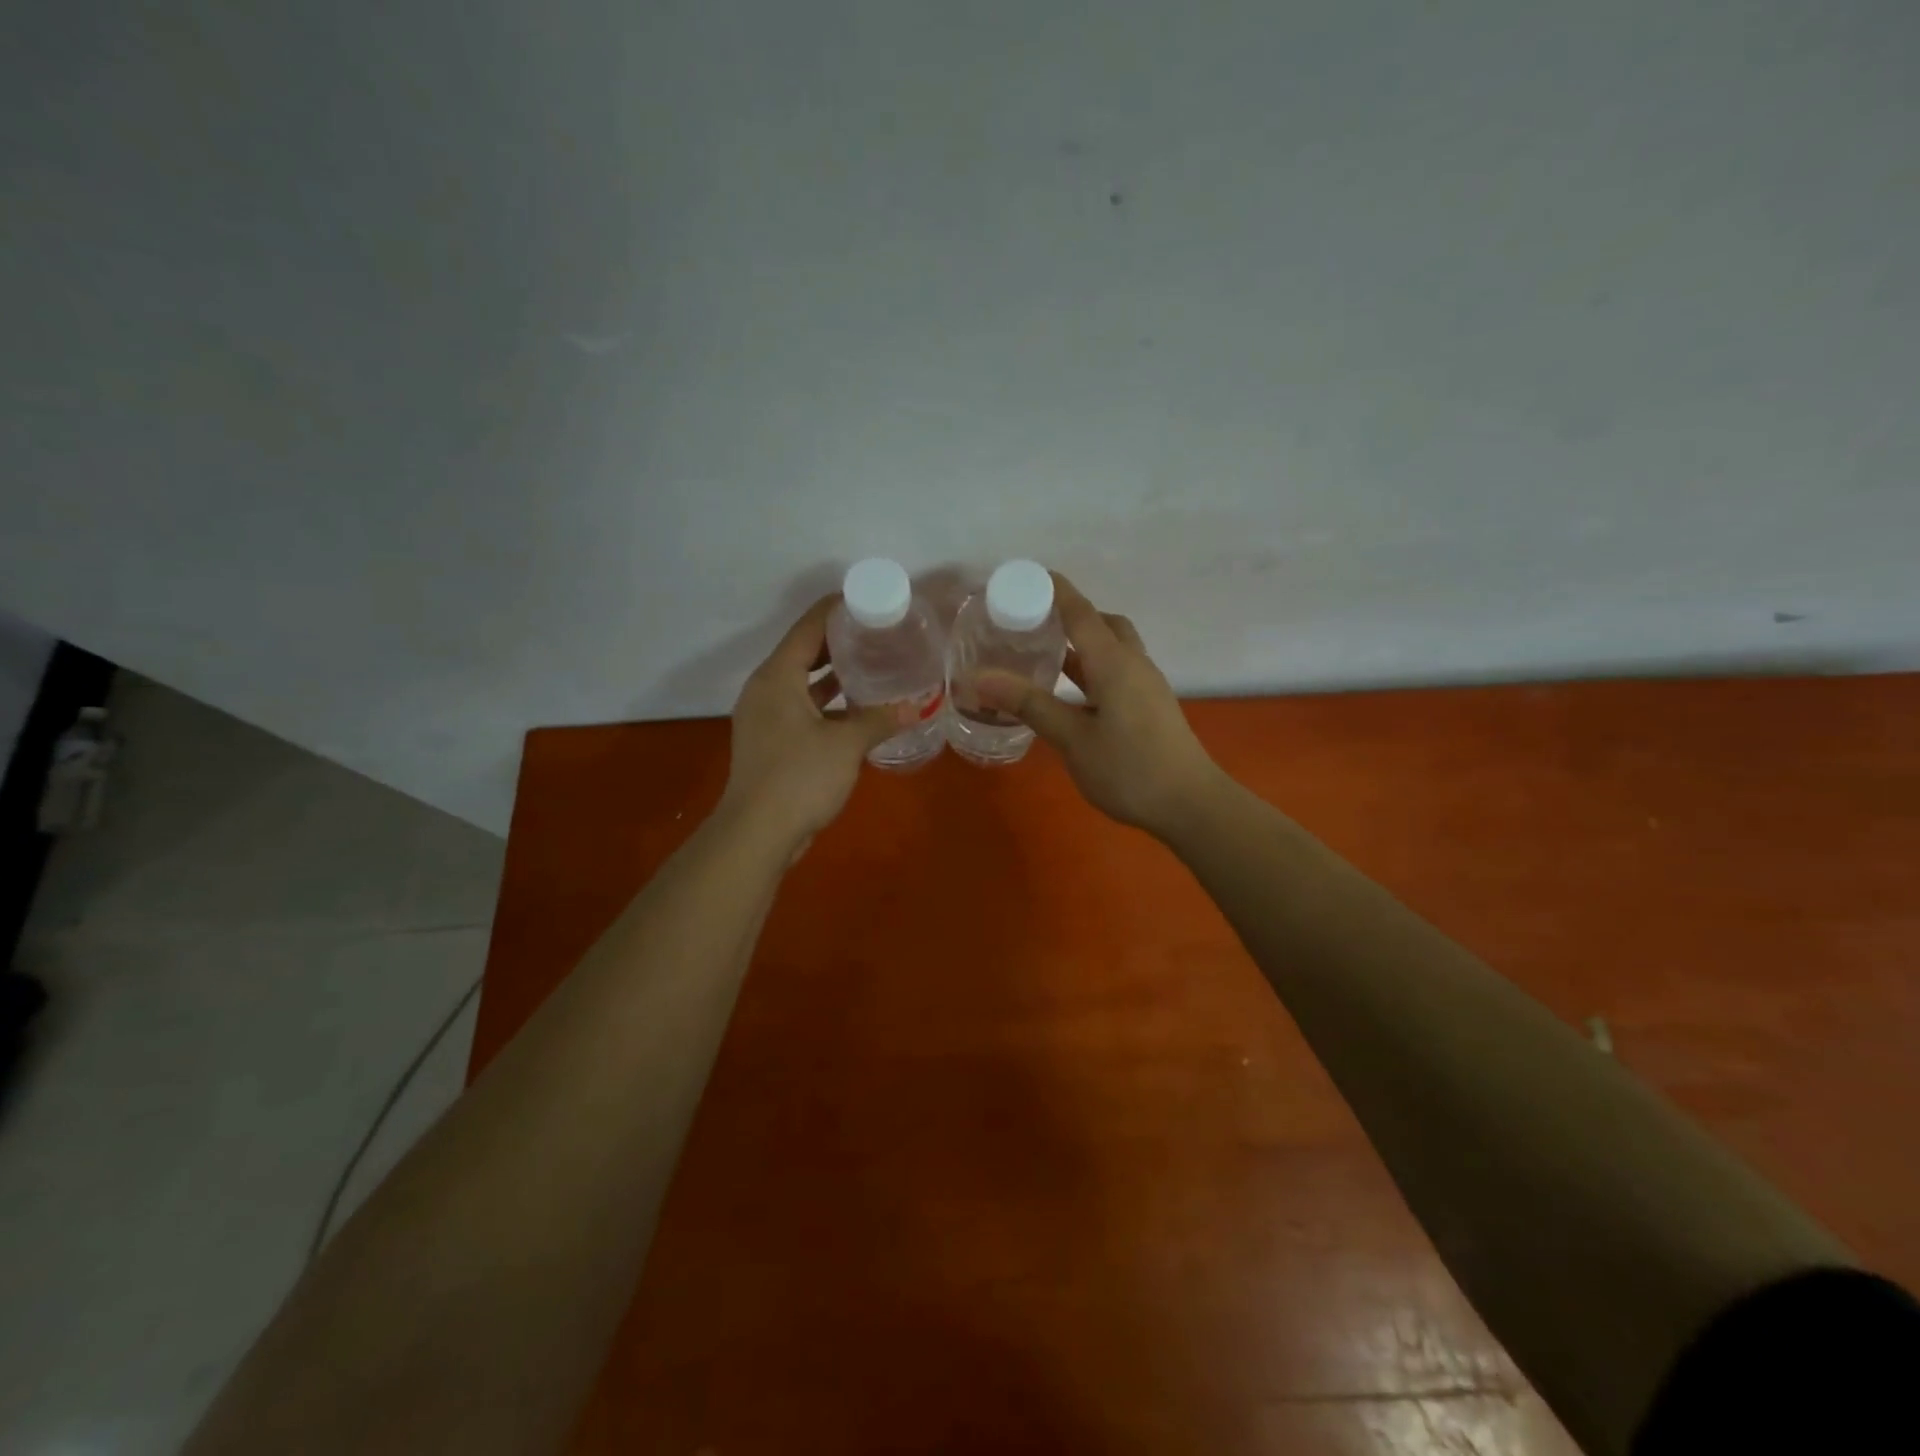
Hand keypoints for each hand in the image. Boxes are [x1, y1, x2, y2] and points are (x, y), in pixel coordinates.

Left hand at [718, 596, 911, 852]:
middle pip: (803, 651)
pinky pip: (801, 706)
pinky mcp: (771, 740)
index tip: (870, 600)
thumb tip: (920, 705)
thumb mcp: (846, 745)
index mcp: (777, 676)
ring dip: (833, 673)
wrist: (756, 833)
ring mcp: (765, 716)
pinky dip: (826, 702)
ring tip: (872, 663)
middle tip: (879, 632)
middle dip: (839, 640)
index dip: (837, 609)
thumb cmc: (798, 778)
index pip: (808, 627)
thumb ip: (881, 719)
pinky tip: (856, 707)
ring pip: (802, 682)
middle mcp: (766, 689)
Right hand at [978, 574, 1221, 838]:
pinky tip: (1071, 691)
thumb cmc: (1130, 770)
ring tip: (1044, 653)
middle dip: (1070, 615)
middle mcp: (1133, 664)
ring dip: (1082, 643)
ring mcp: (1146, 685)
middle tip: (1033, 622)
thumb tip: (980, 678)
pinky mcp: (1150, 705)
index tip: (1023, 576)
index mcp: (1114, 663)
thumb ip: (1030, 705)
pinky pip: (1117, 670)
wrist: (1191, 805)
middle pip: (1102, 623)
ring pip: (1112, 648)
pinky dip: (1092, 667)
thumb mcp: (1073, 739)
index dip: (1053, 590)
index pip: (1080, 612)